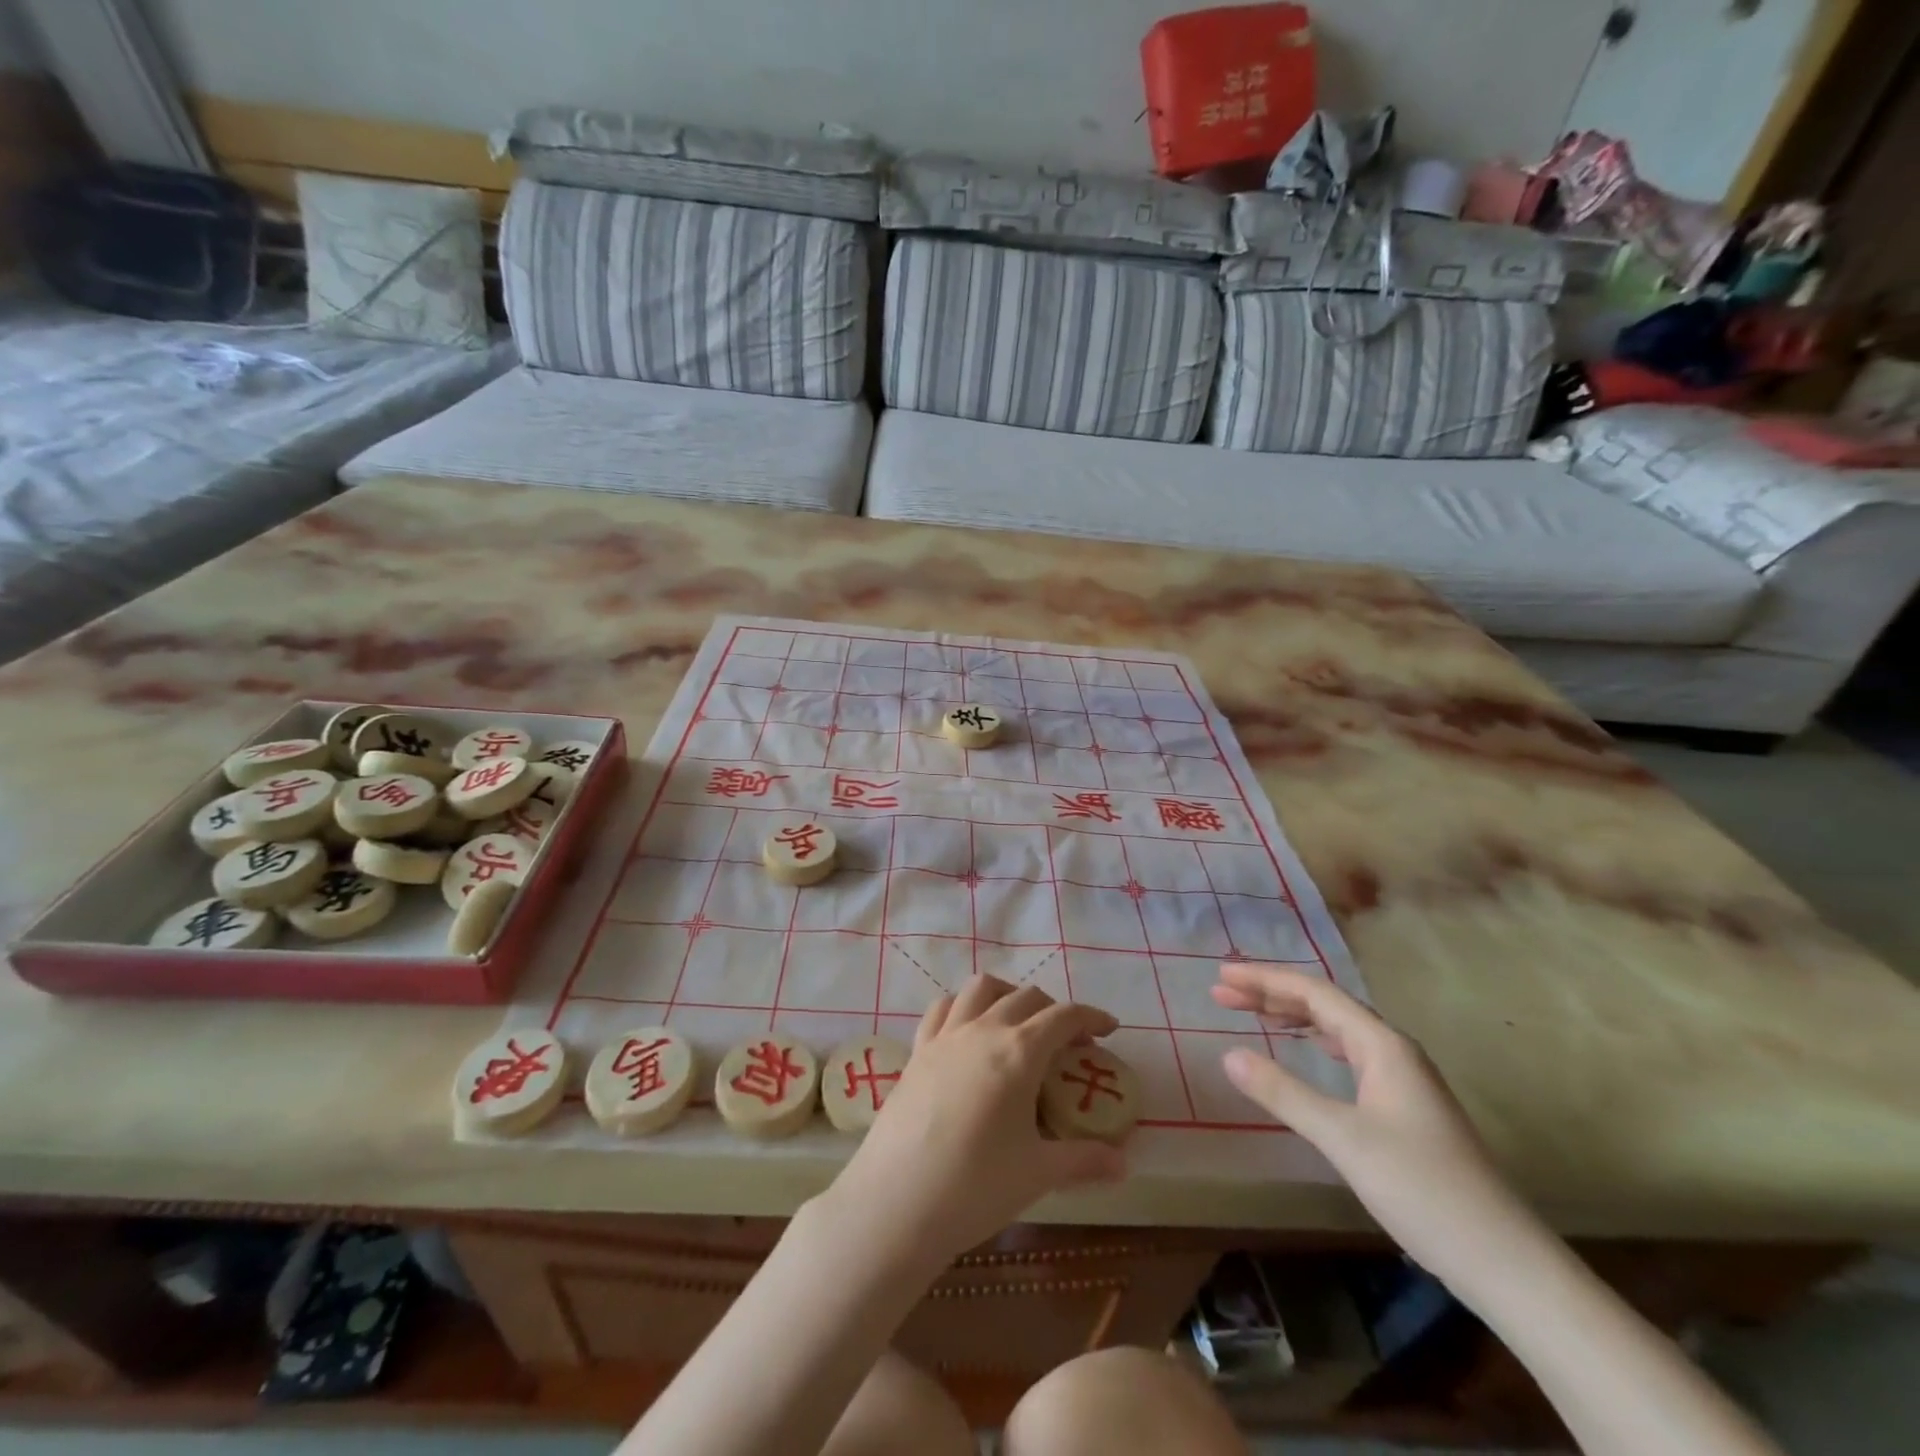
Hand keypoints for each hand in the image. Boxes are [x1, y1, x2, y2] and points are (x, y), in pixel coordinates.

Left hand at [821, 975, 1126, 1273]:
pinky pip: (943, 1008)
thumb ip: (1083, 1160)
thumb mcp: (1038, 1173)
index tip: (1109, 1028)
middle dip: (1054, 1010)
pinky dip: (964, 1006)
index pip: (1063, 1016)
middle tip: (1070, 1042)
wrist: (896, 1203)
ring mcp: (945, 1036)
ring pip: (981, 988)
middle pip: (1026, 997)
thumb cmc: (975, 1187)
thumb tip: (1123, 1164)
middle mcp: (983, 1030)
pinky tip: (969, 1032)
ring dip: (1008, 995)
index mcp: (1019, 1052)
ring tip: (1018, 1024)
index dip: (1091, 1016)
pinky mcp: (917, 1050)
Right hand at [1213, 963, 1543, 1292]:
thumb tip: (1229, 1054)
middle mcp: (1393, 1050)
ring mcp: (1403, 1079)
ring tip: (1252, 1013)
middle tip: (1223, 994)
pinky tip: (1306, 1050)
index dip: (1265, 980)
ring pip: (1338, 1029)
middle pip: (1325, 1005)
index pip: (1314, 993)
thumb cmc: (1421, 1189)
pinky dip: (1315, 1041)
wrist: (1503, 1260)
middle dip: (1272, 994)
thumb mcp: (1342, 1138)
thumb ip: (1283, 1092)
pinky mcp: (1405, 1106)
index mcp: (1382, 1045)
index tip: (1222, 976)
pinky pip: (1349, 1053)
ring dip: (1293, 1016)